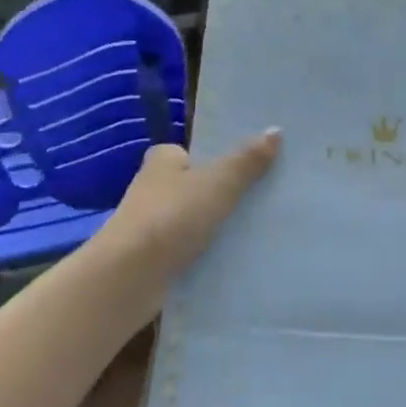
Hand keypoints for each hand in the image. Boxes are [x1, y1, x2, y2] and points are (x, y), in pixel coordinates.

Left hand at [93, 129, 282, 296]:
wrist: (129, 276)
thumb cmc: (171, 217)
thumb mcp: (217, 183)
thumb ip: (246, 161)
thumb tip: (276, 129)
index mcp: (164, 160)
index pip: (198, 152)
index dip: (225, 157)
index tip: (260, 164)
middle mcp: (156, 187)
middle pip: (201, 185)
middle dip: (229, 192)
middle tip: (272, 196)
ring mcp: (155, 224)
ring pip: (199, 218)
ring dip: (222, 224)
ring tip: (267, 227)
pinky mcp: (158, 256)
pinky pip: (195, 247)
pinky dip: (213, 250)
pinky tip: (242, 255)